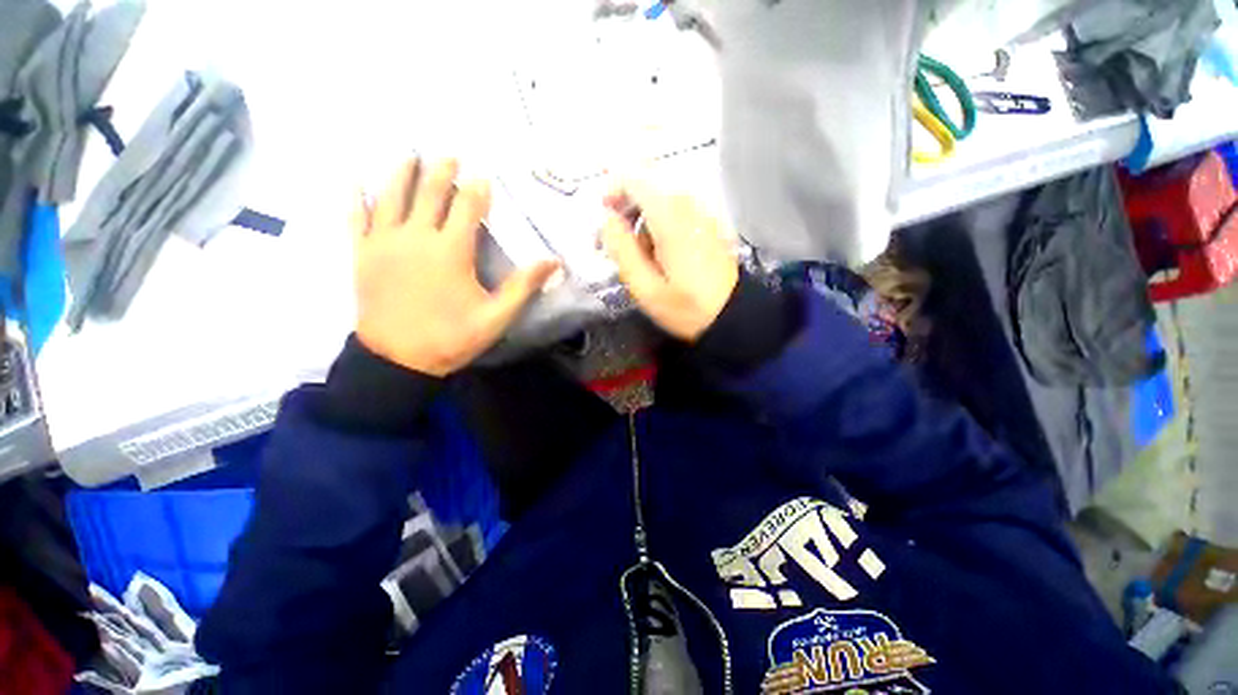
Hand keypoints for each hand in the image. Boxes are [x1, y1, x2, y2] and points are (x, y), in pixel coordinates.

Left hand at [352, 158, 559, 375]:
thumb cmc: (451, 337)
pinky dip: (357, 198)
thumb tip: (552, 261)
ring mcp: (384, 242)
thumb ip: (522, 286)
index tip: (483, 177)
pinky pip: (356, 218)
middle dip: (441, 172)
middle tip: (449, 155)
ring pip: (391, 196)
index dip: (477, 190)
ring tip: (410, 155)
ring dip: (402, 172)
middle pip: (429, 193)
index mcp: (451, 251)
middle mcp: (416, 237)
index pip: (467, 208)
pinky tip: (357, 181)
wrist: (398, 360)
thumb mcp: (496, 316)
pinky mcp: (362, 254)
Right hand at [600, 182, 738, 340]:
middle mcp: (688, 203)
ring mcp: (701, 209)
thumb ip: (621, 249)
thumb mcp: (645, 287)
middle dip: (623, 199)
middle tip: (614, 234)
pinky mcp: (706, 219)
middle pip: (647, 176)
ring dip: (639, 210)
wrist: (733, 314)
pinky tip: (655, 247)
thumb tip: (605, 219)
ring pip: (659, 189)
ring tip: (634, 248)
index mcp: (670, 217)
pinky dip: (656, 216)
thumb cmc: (687, 307)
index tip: (604, 218)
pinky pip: (673, 203)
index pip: (634, 174)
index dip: (611, 188)